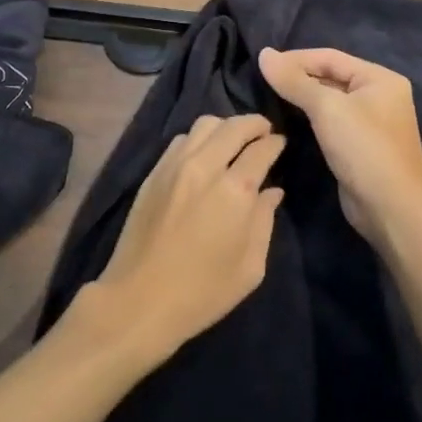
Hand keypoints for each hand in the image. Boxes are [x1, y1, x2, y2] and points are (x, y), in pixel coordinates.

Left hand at [85, 114, 285, 366]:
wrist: (141, 297)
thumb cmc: (203, 291)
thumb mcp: (250, 267)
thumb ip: (264, 221)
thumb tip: (272, 191)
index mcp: (235, 191)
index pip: (261, 150)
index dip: (275, 143)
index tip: (281, 142)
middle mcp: (205, 167)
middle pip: (233, 126)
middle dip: (253, 123)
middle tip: (263, 131)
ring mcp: (175, 165)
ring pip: (204, 125)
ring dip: (225, 126)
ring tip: (234, 139)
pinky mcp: (154, 172)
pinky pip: (181, 139)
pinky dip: (199, 138)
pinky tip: (204, 152)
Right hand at [257, 47, 421, 242]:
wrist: (390, 209)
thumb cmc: (363, 149)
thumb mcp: (326, 108)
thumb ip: (294, 80)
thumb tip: (264, 54)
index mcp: (380, 78)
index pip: (330, 57)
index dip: (295, 58)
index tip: (264, 64)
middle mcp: (380, 95)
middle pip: (331, 76)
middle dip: (299, 77)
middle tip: (264, 81)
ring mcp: (373, 122)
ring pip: (330, 100)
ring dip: (302, 97)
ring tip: (271, 97)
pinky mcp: (362, 145)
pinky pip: (332, 120)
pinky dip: (311, 117)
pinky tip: (290, 119)